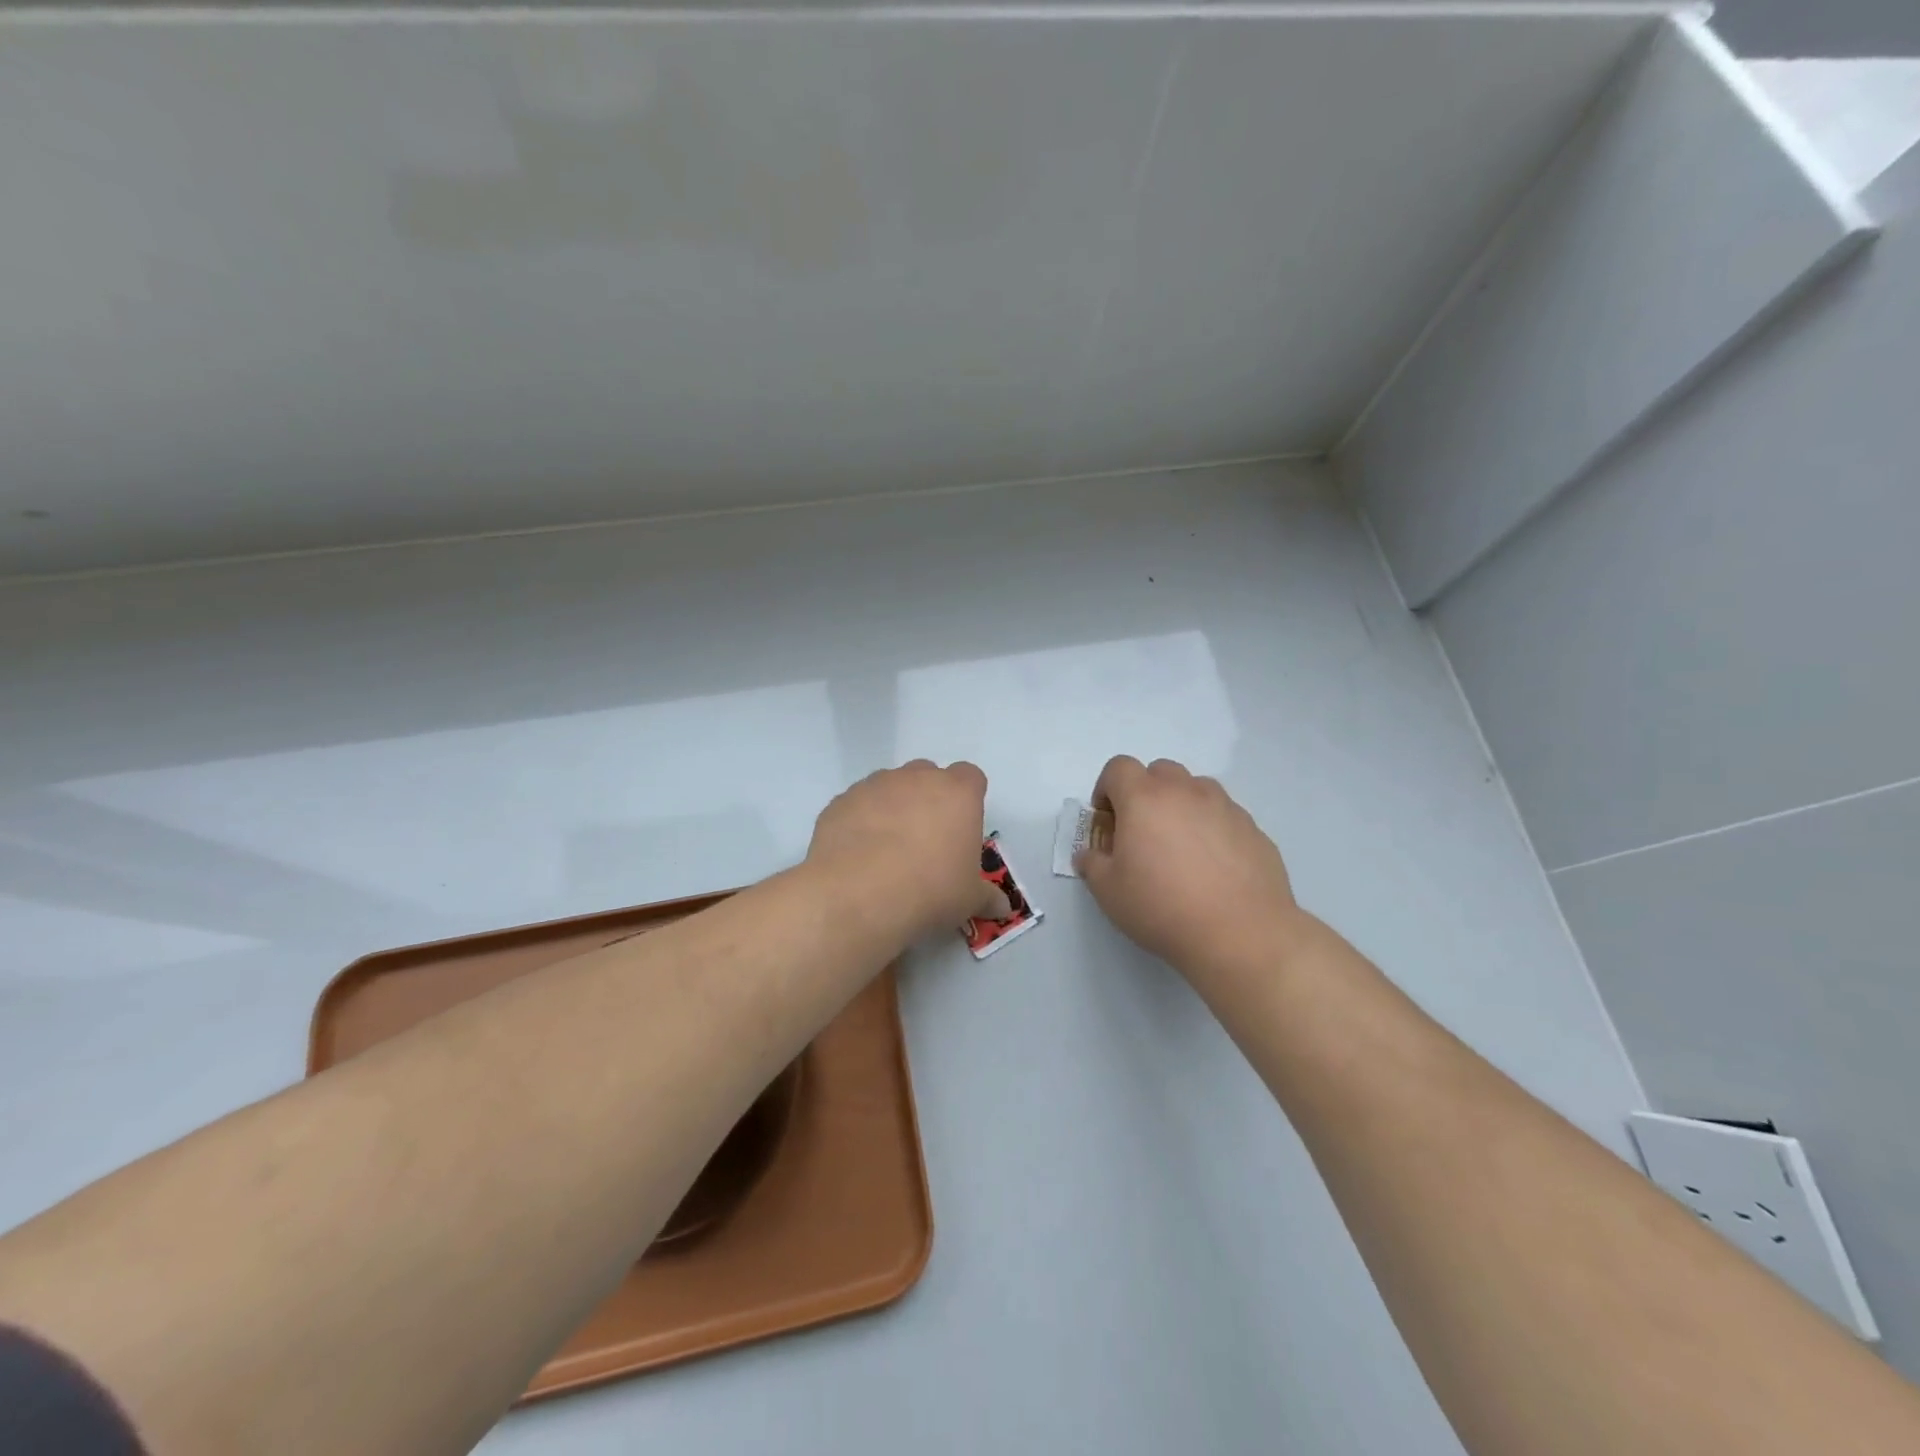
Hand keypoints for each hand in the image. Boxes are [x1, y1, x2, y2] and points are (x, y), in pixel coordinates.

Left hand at [807, 760, 1008, 937]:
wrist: (858, 895)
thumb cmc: (930, 890)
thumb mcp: (969, 900)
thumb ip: (987, 897)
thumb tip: (1003, 907)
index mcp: (957, 793)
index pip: (970, 777)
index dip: (967, 799)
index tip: (961, 828)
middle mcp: (916, 778)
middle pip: (927, 775)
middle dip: (928, 799)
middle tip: (925, 840)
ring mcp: (874, 785)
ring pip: (888, 787)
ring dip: (892, 808)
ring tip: (887, 850)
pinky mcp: (840, 801)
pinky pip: (856, 805)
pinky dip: (860, 822)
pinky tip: (857, 855)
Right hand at [1075, 756, 1302, 984]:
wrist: (1241, 935)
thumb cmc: (1162, 908)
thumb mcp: (1108, 892)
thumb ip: (1093, 864)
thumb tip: (1090, 855)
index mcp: (1144, 798)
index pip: (1119, 768)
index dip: (1106, 788)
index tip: (1107, 820)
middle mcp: (1186, 792)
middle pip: (1159, 771)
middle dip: (1145, 793)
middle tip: (1142, 832)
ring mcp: (1225, 807)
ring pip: (1196, 788)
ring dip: (1181, 805)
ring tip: (1180, 847)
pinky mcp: (1254, 830)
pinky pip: (1224, 815)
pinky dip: (1212, 828)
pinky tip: (1213, 867)